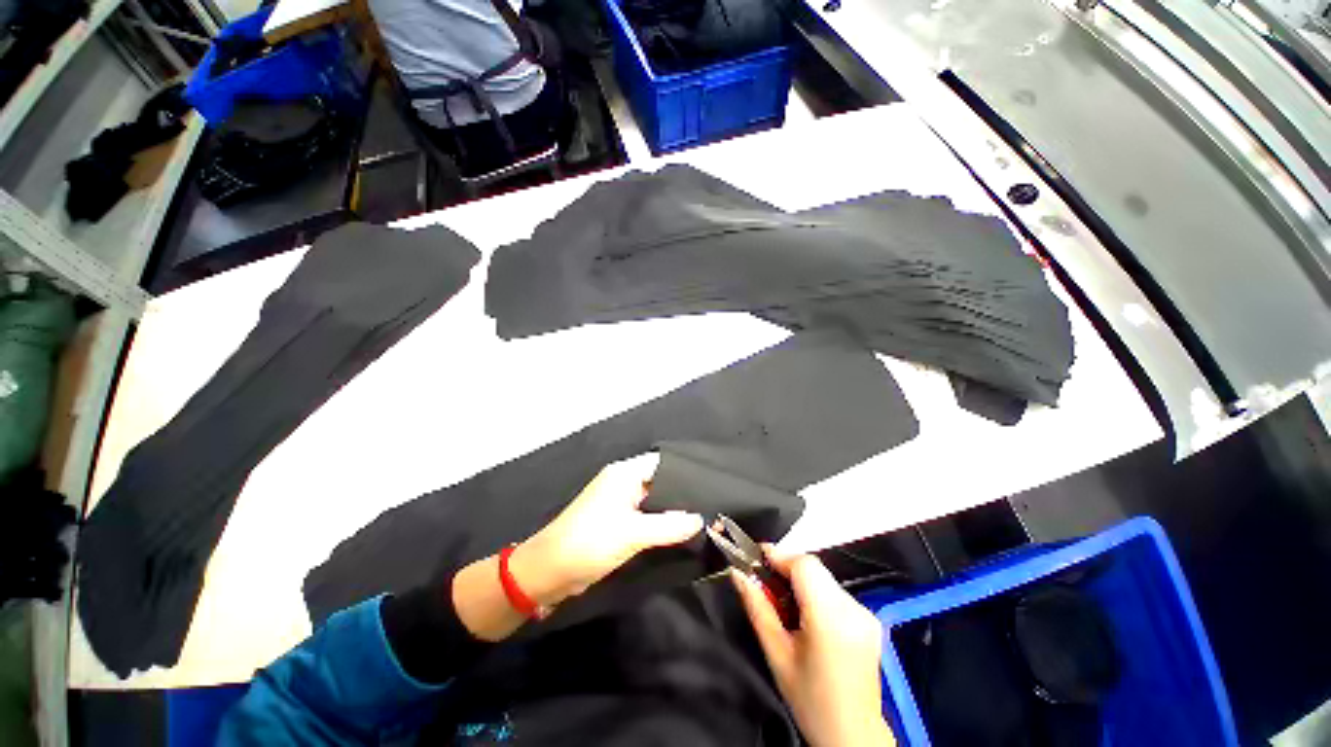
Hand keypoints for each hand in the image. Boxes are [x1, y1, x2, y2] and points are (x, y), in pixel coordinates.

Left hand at [511, 453, 703, 607]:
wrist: (549, 572)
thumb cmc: (590, 542)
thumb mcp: (633, 534)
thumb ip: (669, 526)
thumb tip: (700, 520)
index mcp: (625, 473)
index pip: (663, 462)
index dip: (686, 470)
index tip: (711, 482)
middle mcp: (623, 482)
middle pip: (660, 480)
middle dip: (683, 491)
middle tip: (712, 502)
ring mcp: (619, 501)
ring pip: (654, 499)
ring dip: (673, 508)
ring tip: (704, 515)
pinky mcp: (617, 520)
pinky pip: (646, 515)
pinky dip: (661, 521)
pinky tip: (681, 530)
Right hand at [733, 550, 895, 746]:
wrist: (853, 736)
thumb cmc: (811, 700)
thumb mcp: (776, 653)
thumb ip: (757, 607)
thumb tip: (738, 573)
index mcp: (830, 617)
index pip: (804, 564)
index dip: (778, 556)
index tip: (756, 557)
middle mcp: (853, 609)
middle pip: (814, 568)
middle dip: (786, 569)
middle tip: (764, 584)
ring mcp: (865, 613)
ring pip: (823, 578)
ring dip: (800, 582)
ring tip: (784, 605)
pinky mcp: (869, 619)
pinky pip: (835, 591)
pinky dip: (816, 594)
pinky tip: (806, 617)